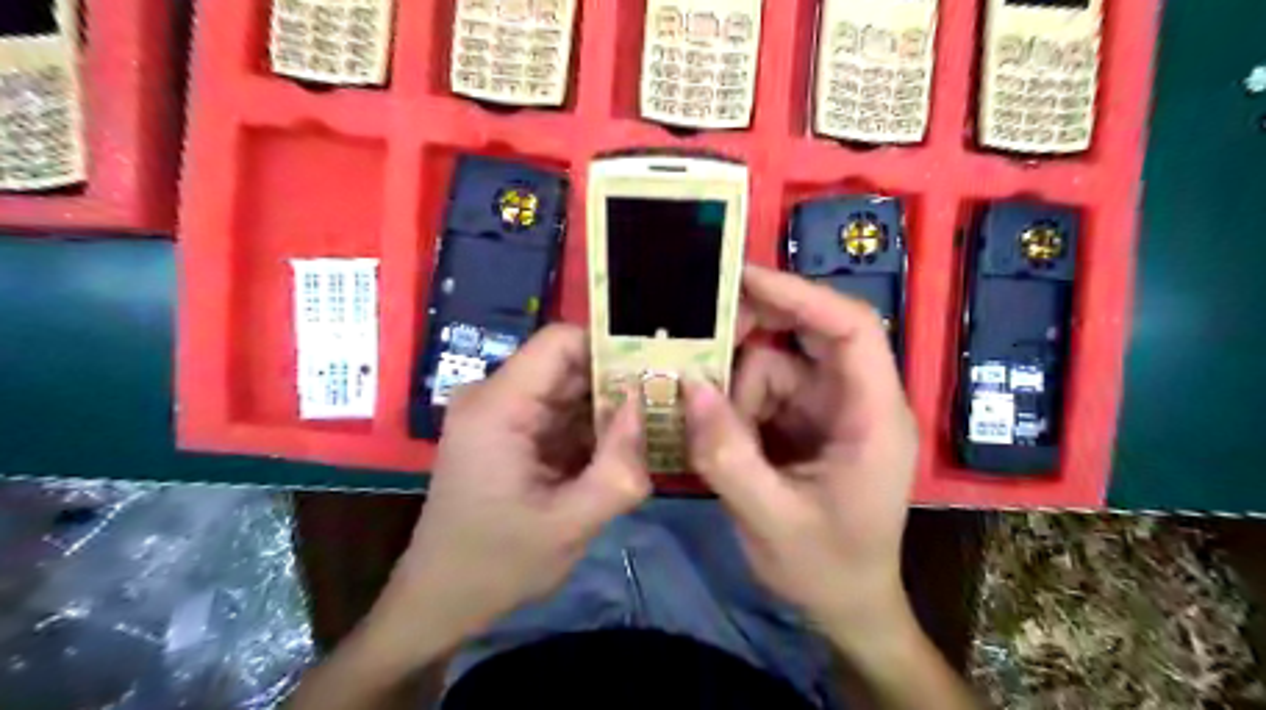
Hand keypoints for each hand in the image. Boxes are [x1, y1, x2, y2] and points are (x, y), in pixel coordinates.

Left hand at [387, 326, 646, 651]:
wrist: (440, 600)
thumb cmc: (498, 565)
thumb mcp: (571, 524)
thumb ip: (619, 466)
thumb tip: (646, 402)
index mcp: (498, 406)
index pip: (561, 341)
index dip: (611, 349)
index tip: (654, 374)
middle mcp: (494, 396)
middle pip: (569, 364)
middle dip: (618, 383)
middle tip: (667, 405)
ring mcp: (499, 413)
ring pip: (569, 388)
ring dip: (608, 408)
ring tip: (652, 429)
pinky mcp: (507, 432)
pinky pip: (559, 413)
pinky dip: (591, 428)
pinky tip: (621, 449)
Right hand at [688, 264, 915, 649]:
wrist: (846, 605)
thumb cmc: (826, 569)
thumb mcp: (771, 520)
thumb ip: (727, 456)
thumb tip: (689, 387)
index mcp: (872, 416)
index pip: (850, 329)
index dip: (799, 295)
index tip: (741, 280)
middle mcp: (854, 400)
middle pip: (808, 334)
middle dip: (753, 332)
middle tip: (697, 343)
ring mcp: (827, 409)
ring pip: (771, 364)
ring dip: (733, 389)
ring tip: (707, 429)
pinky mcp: (803, 423)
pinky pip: (761, 392)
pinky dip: (733, 406)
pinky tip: (717, 436)